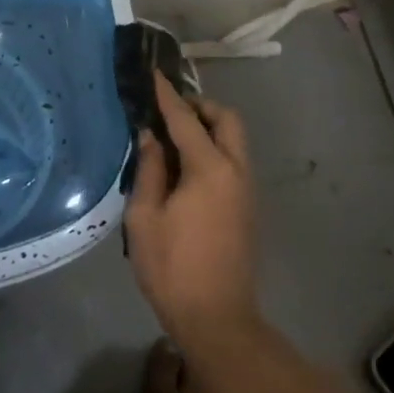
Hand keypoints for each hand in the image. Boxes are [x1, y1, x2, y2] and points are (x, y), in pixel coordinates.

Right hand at [125, 72, 260, 347]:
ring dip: (210, 127)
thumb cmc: (173, 268)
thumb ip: (149, 169)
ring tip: (175, 137)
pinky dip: (215, 148)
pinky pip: (235, 160)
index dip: (167, 95)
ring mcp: (247, 189)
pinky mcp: (248, 206)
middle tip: (170, 111)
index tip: (153, 74)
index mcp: (210, 169)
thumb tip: (150, 136)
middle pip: (227, 119)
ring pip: (235, 139)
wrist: (218, 318)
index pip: (186, 119)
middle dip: (200, 106)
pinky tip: (188, 167)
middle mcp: (236, 170)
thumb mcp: (145, 217)